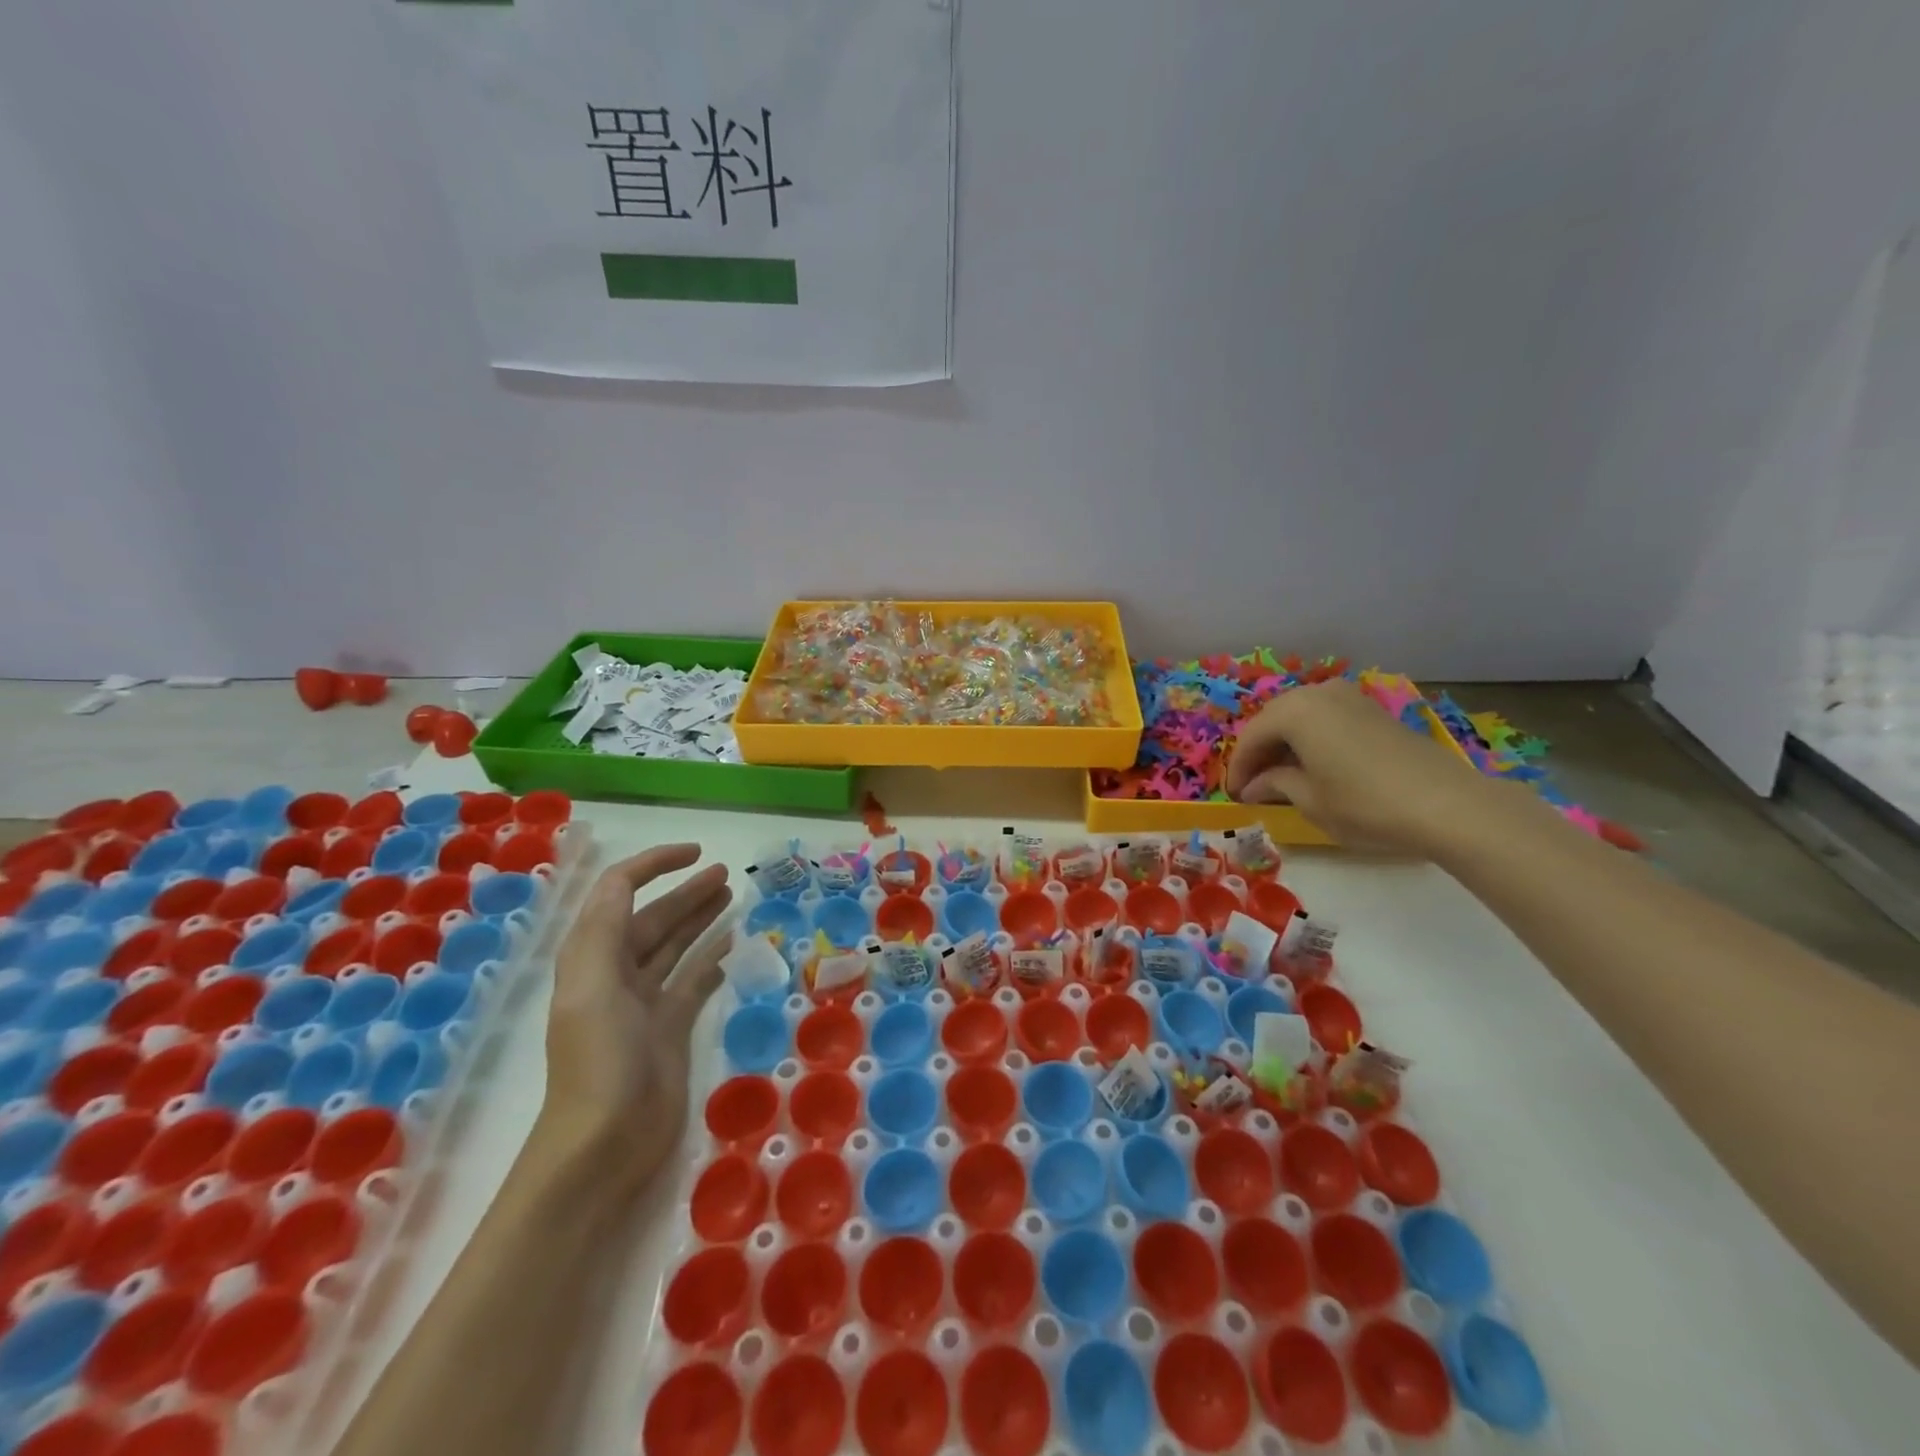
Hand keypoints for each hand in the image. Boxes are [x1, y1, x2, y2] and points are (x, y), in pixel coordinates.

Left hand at [539, 845, 732, 1188]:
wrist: (604, 1146)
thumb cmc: (599, 1061)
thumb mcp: (593, 987)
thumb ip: (606, 930)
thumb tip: (627, 881)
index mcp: (593, 957)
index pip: (619, 892)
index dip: (653, 865)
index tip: (695, 853)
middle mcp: (617, 972)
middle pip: (653, 917)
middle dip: (686, 891)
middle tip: (727, 873)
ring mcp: (645, 1002)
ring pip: (676, 945)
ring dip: (700, 918)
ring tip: (733, 895)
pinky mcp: (670, 1027)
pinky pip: (694, 980)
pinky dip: (713, 959)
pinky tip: (736, 944)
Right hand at [1226, 679, 1492, 854]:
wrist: (1447, 805)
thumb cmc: (1365, 804)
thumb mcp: (1310, 801)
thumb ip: (1275, 785)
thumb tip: (1255, 786)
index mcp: (1294, 711)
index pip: (1251, 738)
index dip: (1239, 769)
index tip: (1234, 796)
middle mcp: (1318, 693)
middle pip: (1274, 721)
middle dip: (1260, 752)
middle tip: (1254, 786)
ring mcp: (1350, 697)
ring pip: (1301, 718)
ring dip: (1286, 744)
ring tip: (1283, 777)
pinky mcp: (1374, 710)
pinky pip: (1327, 719)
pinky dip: (1312, 740)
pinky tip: (1315, 766)